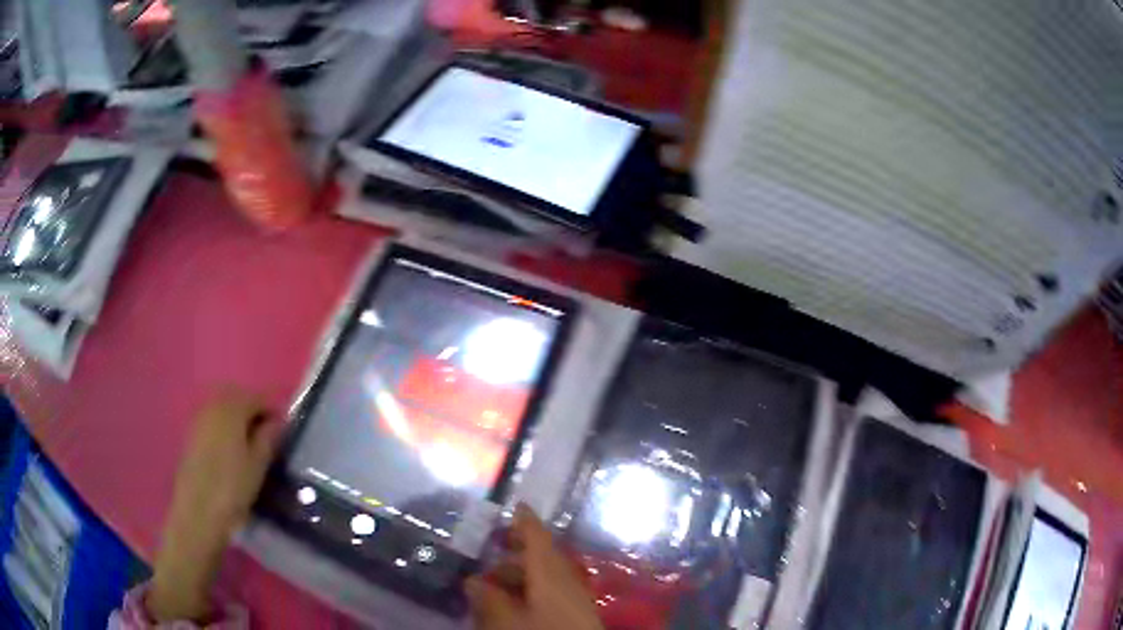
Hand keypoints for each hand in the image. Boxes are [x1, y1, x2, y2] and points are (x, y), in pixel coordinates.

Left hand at [148, 390, 280, 622]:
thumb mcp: (258, 465)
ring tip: (249, 444)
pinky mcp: (190, 434)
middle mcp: (212, 406)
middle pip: (236, 396)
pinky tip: (230, 450)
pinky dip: (223, 427)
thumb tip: (276, 421)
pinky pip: (211, 420)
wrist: (198, 512)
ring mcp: (198, 419)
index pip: (257, 397)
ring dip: (237, 418)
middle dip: (253, 409)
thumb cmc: (232, 488)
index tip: (283, 431)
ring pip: (222, 407)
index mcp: (231, 409)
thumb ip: (268, 438)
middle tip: (266, 434)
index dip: (273, 411)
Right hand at [466, 504, 602, 629]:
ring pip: (549, 578)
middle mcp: (568, 582)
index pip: (539, 539)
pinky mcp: (578, 618)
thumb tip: (474, 580)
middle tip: (491, 551)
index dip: (525, 521)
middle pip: (544, 558)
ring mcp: (576, 601)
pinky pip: (554, 595)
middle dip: (518, 553)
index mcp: (552, 575)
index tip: (517, 504)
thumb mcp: (506, 620)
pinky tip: (516, 606)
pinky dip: (533, 593)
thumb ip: (488, 599)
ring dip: (522, 576)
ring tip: (494, 586)